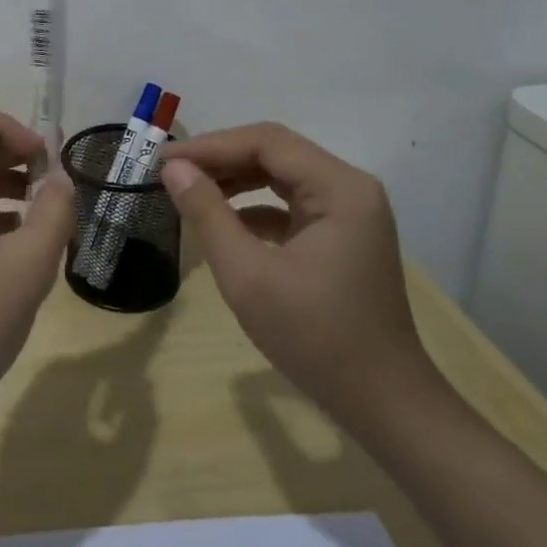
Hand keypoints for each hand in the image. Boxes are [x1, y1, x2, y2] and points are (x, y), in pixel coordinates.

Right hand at [159, 122, 425, 418]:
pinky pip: (291, 202)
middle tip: (170, 171)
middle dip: (220, 158)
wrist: (384, 404)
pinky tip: (222, 221)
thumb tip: (173, 168)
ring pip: (281, 174)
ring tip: (188, 188)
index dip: (210, 146)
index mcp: (339, 188)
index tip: (163, 159)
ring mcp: (349, 212)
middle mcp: (350, 188)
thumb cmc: (315, 337)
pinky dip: (254, 204)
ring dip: (234, 178)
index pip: (266, 142)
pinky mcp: (342, 235)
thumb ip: (208, 213)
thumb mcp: (248, 274)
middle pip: (275, 152)